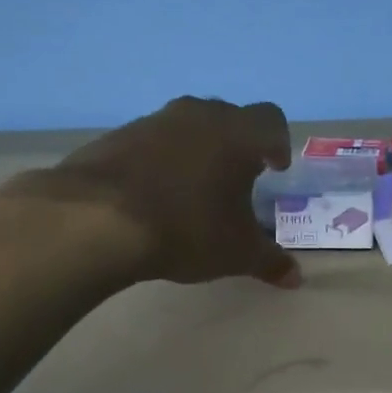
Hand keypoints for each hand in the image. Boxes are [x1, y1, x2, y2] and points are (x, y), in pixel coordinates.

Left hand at [2, 96, 299, 288]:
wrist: (96, 219)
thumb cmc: (187, 229)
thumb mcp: (237, 253)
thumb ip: (270, 261)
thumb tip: (295, 277)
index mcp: (237, 134)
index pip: (271, 120)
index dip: (278, 143)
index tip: (275, 168)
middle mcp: (198, 115)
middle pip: (229, 117)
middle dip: (238, 144)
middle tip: (238, 178)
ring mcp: (154, 121)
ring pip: (188, 127)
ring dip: (198, 150)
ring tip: (196, 189)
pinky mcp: (117, 135)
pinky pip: (153, 141)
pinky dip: (162, 160)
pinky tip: (156, 195)